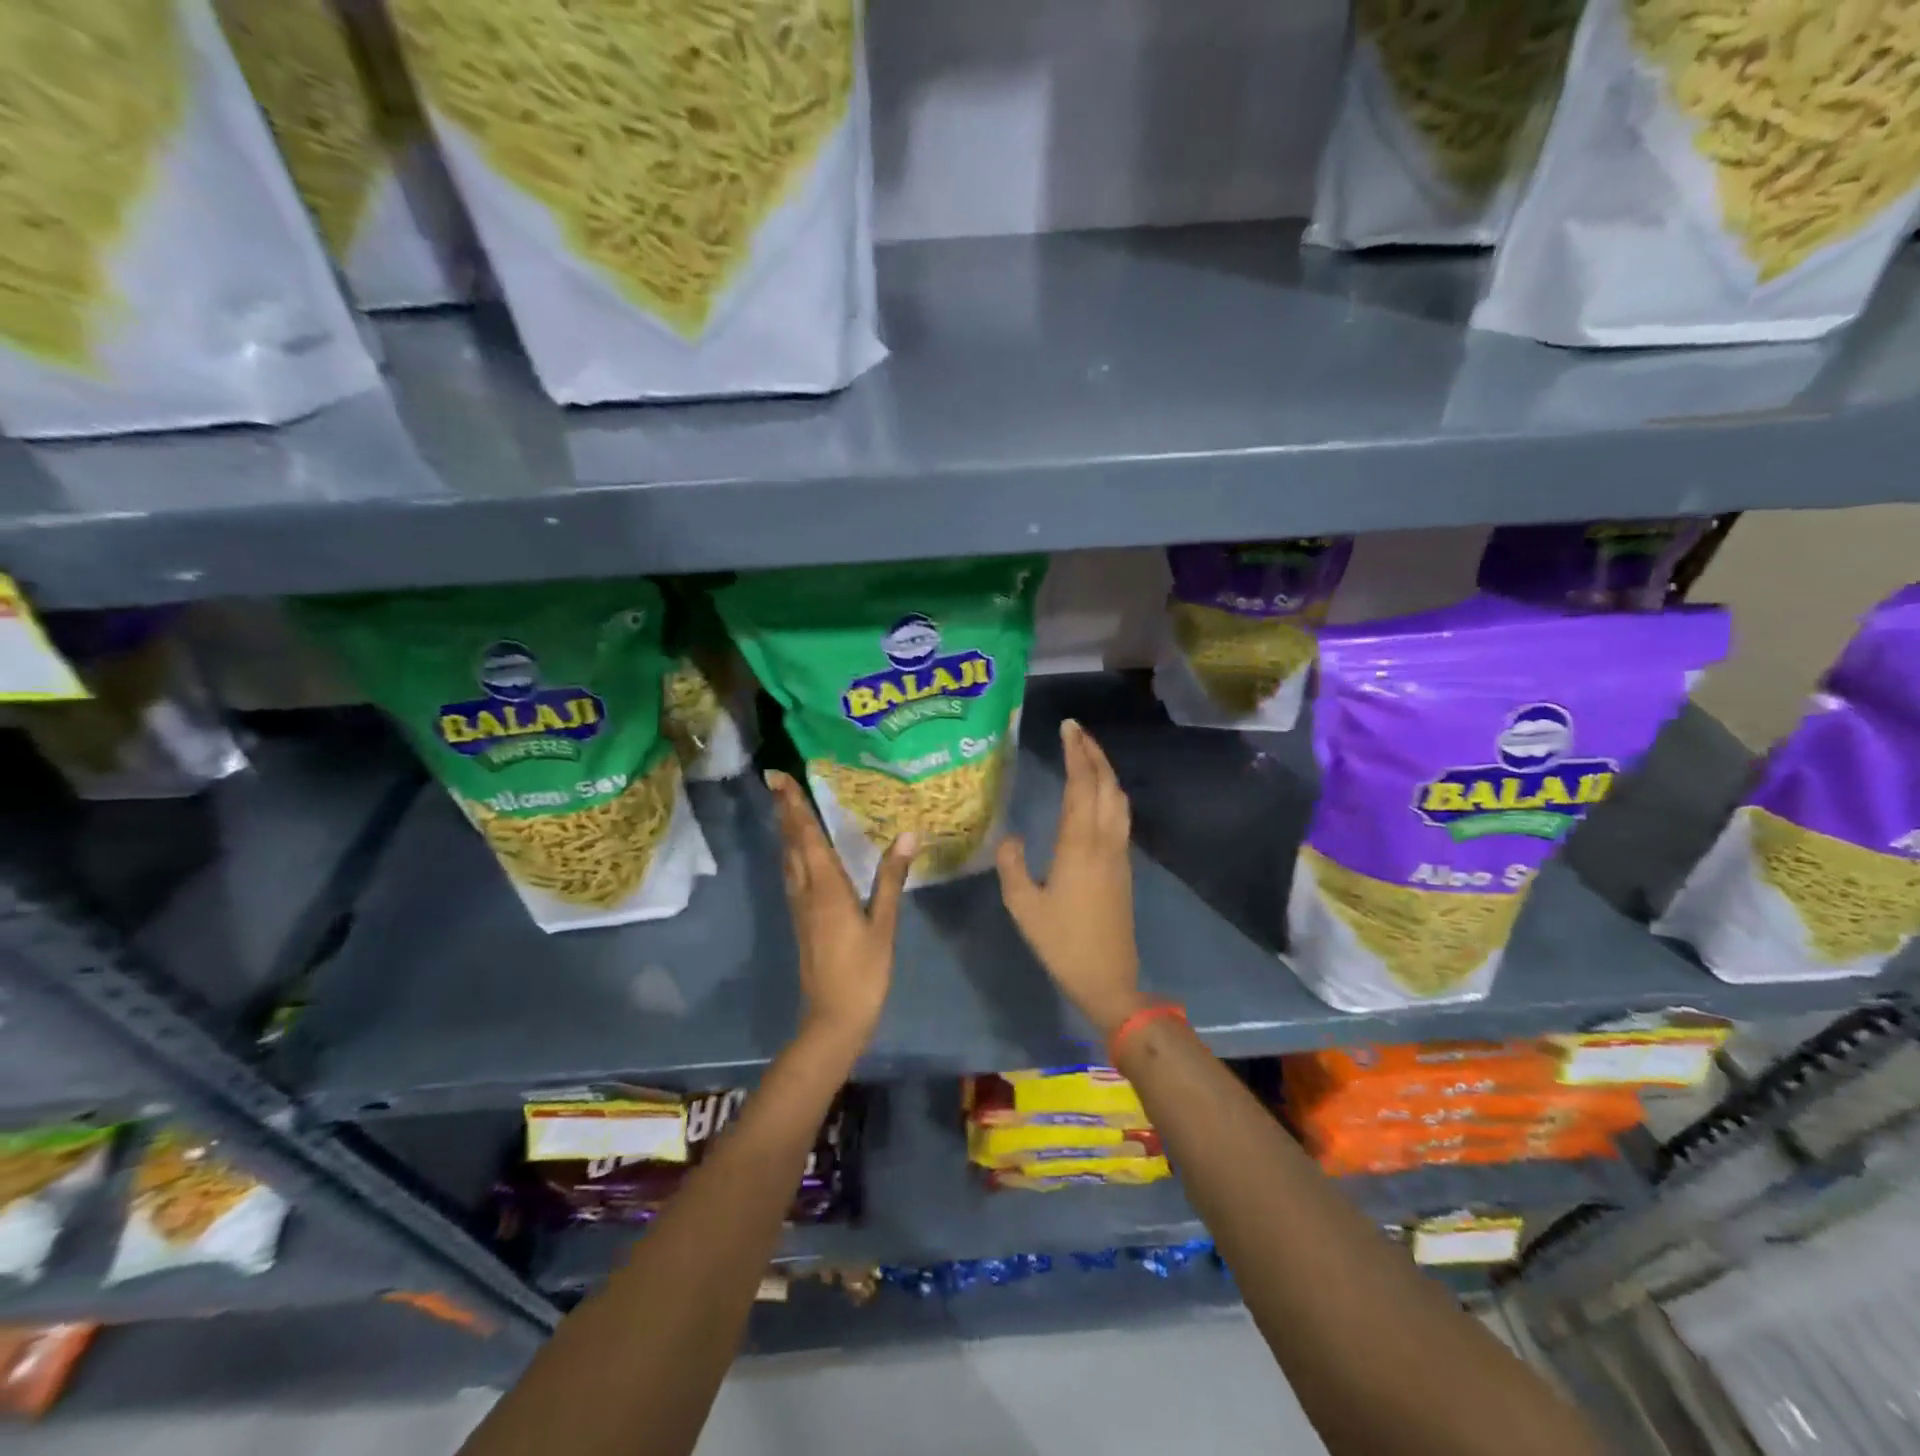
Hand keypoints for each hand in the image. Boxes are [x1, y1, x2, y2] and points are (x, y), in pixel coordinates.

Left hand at [766, 769, 912, 1051]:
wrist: (833, 1018)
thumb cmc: (863, 972)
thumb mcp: (884, 924)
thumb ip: (891, 878)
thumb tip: (907, 834)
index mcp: (826, 888)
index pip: (806, 837)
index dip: (794, 806)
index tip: (780, 779)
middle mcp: (806, 891)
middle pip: (791, 843)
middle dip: (785, 811)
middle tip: (777, 782)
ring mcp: (800, 907)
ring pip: (788, 859)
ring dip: (785, 830)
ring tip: (786, 807)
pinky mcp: (802, 920)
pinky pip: (792, 875)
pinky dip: (792, 852)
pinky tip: (799, 852)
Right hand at [996, 720, 1144, 1037]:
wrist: (1108, 978)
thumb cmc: (1062, 942)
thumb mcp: (1023, 906)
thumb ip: (1012, 866)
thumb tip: (1012, 837)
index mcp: (1080, 845)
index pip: (1082, 785)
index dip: (1076, 753)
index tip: (1068, 728)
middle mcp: (1105, 841)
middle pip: (1106, 784)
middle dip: (1093, 753)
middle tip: (1075, 731)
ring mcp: (1119, 853)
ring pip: (1118, 799)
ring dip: (1105, 771)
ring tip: (1087, 755)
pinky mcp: (1123, 867)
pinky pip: (1120, 816)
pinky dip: (1109, 792)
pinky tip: (1096, 796)